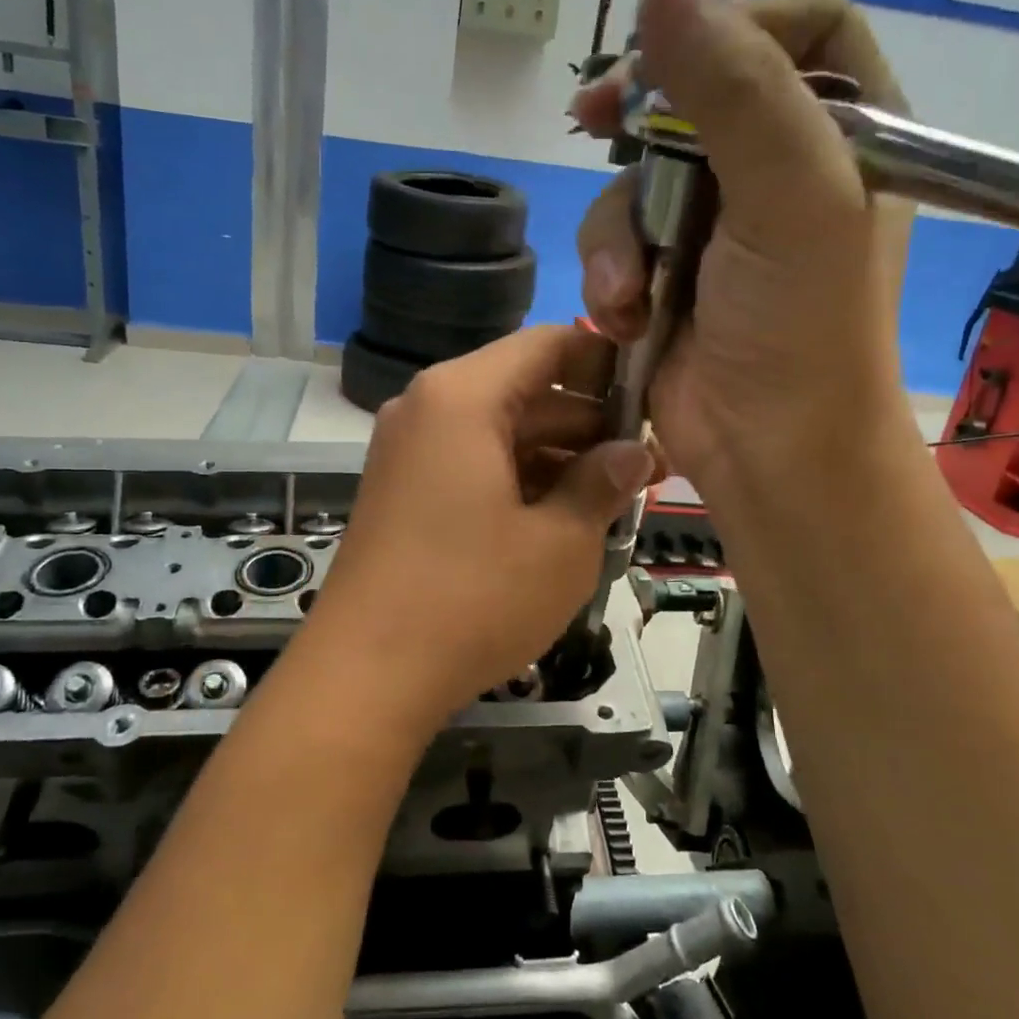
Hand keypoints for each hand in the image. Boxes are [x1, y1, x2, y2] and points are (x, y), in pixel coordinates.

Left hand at [308, 326, 655, 728]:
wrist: (367, 674)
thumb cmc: (473, 598)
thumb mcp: (560, 542)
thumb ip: (601, 484)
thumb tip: (633, 454)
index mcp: (462, 397)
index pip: (547, 345)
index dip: (605, 362)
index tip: (651, 398)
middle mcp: (426, 409)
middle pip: (523, 390)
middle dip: (588, 424)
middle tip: (648, 467)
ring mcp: (407, 453)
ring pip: (498, 433)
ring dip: (557, 459)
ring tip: (615, 500)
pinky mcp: (401, 493)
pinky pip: (470, 465)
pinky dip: (517, 481)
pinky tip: (560, 520)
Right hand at [572, 0, 916, 491]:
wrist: (768, 450)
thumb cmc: (802, 326)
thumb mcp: (791, 196)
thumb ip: (736, 88)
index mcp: (846, 134)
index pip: (796, 31)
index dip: (734, 26)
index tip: (667, 54)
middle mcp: (780, 172)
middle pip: (695, 101)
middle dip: (641, 125)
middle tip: (592, 119)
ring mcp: (717, 230)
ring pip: (637, 181)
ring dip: (618, 235)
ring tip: (630, 291)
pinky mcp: (666, 280)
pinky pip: (615, 246)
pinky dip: (610, 278)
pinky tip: (624, 315)